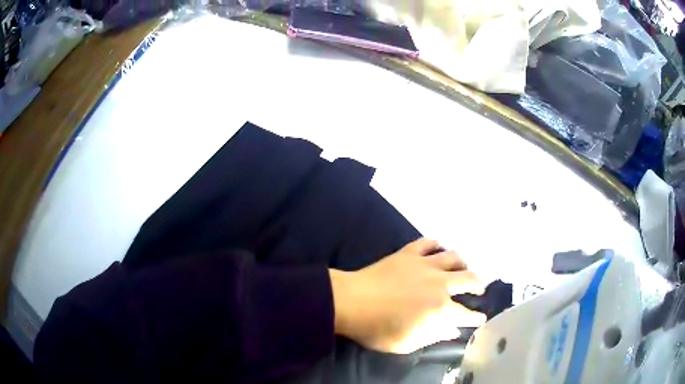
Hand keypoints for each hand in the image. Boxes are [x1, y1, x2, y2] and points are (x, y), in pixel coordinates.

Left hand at [329, 238, 485, 353]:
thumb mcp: (406, 343)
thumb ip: (433, 337)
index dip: (476, 317)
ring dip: (462, 263)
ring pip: (454, 257)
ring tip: (463, 268)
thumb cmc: (377, 329)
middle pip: (469, 279)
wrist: (350, 302)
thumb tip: (452, 330)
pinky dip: (436, 244)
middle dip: (478, 285)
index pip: (466, 314)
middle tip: (479, 289)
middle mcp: (440, 284)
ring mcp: (425, 265)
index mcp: (440, 309)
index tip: (481, 318)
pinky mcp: (409, 253)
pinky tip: (439, 248)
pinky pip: (428, 243)